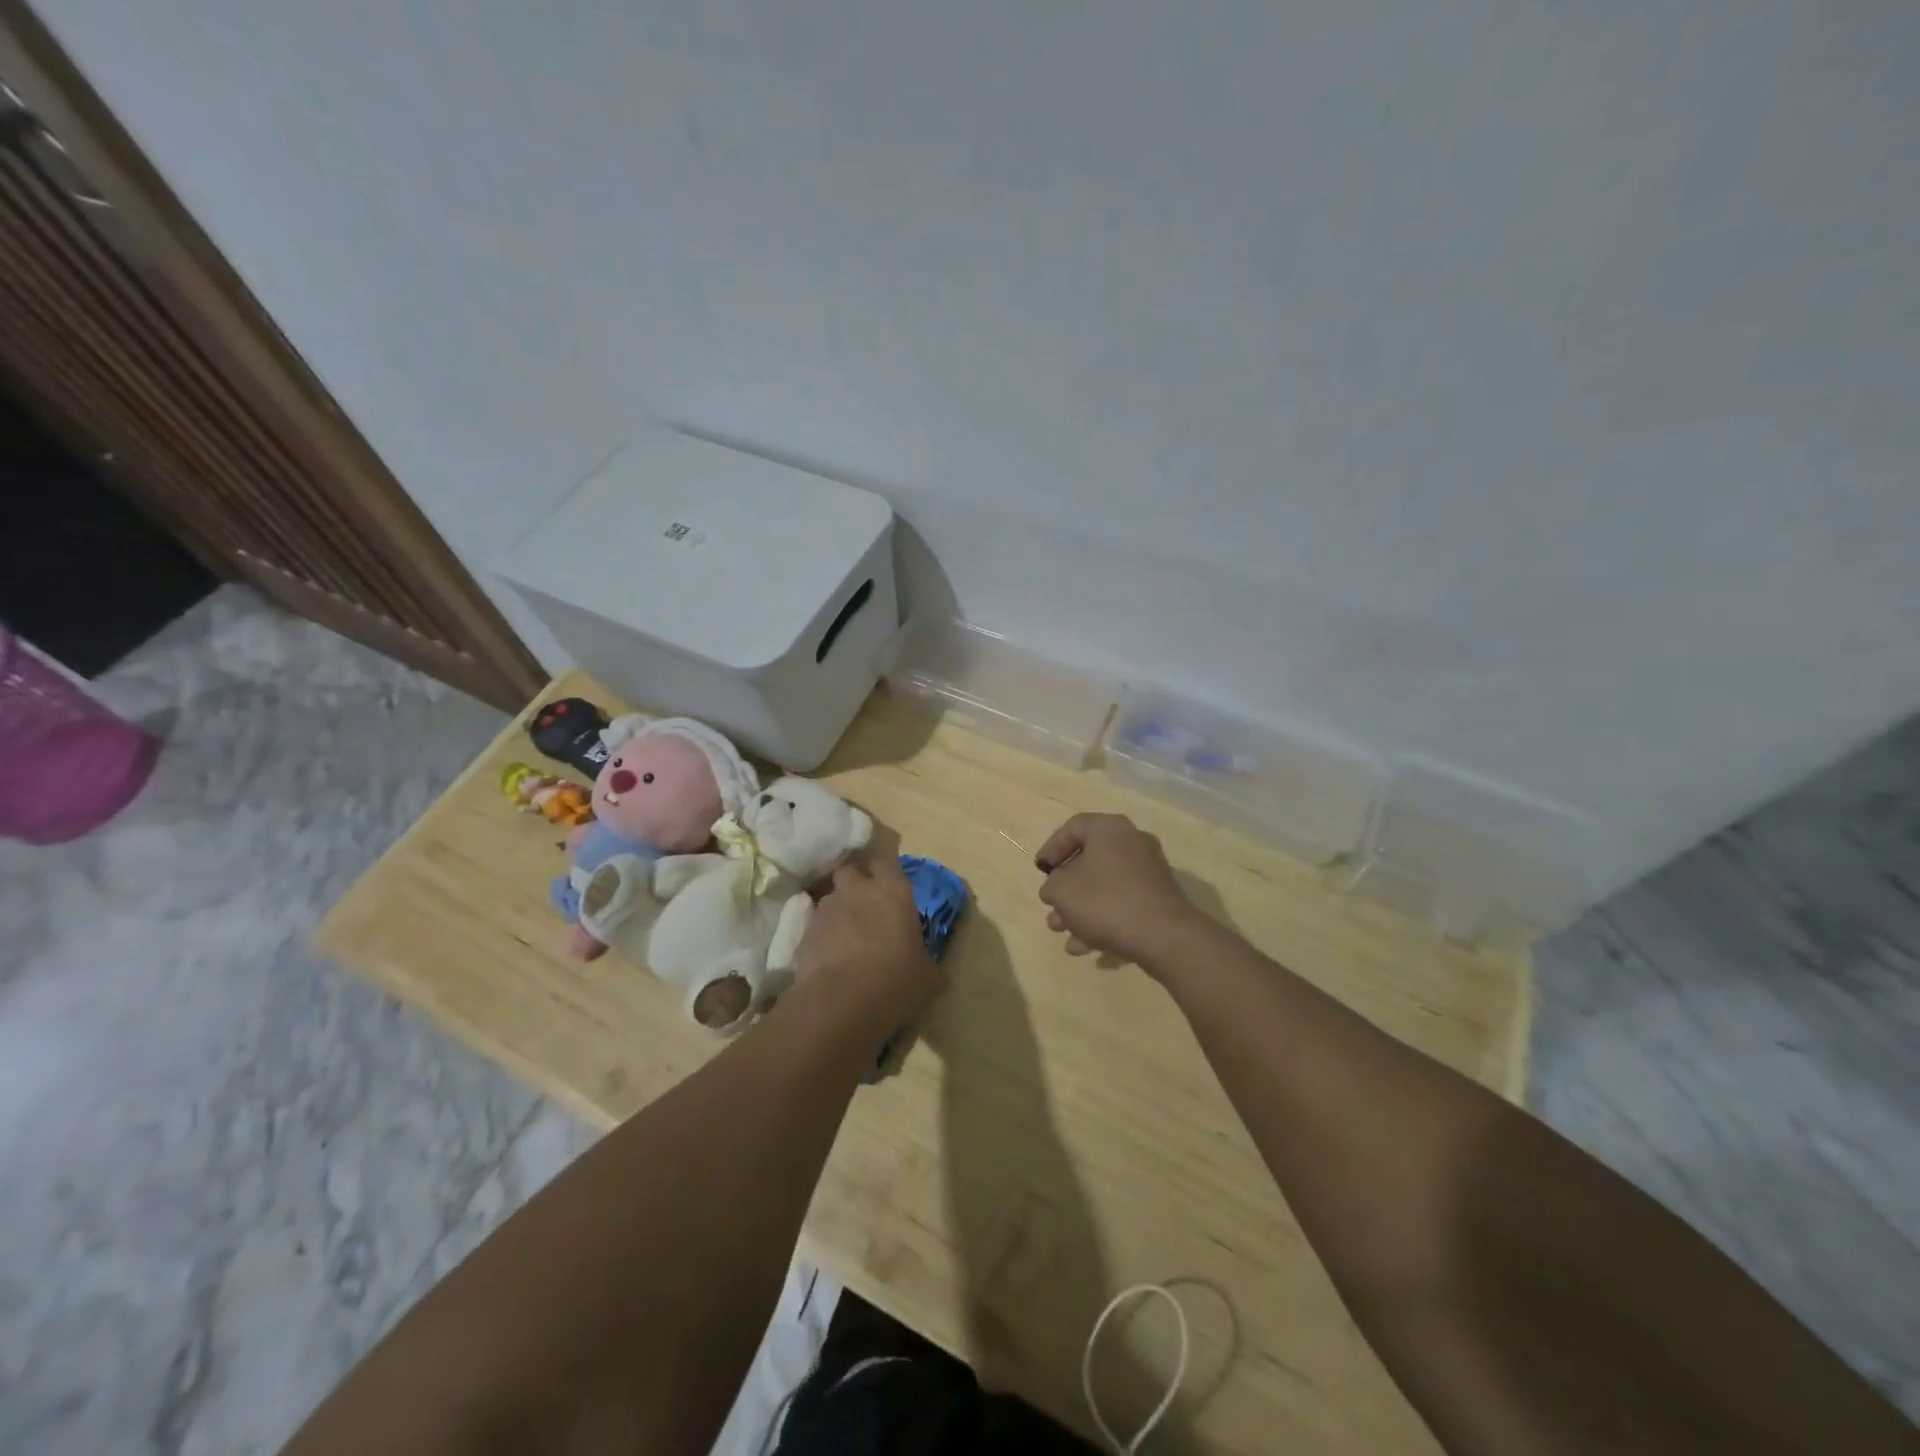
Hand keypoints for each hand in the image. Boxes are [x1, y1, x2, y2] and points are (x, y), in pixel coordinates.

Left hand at [794, 853, 941, 1024]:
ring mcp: (827, 908)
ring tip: (845, 938)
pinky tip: (829, 959)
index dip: (885, 870)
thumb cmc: (896, 982)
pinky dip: (821, 936)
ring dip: (838, 911)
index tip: (888, 885)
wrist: (841, 1004)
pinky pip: (815, 926)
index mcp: (893, 891)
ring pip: (831, 898)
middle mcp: (858, 890)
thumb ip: (926, 962)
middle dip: (855, 884)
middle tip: (864, 907)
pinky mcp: (804, 931)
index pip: (886, 860)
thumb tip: (930, 969)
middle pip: (851, 871)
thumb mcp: (927, 977)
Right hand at [1036, 813, 1200, 966]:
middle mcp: (1132, 843)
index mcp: (1109, 829)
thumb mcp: (1062, 891)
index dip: (1052, 848)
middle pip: (1090, 861)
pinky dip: (1103, 920)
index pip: (1073, 827)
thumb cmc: (1106, 901)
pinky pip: (1123, 904)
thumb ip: (1051, 885)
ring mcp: (1149, 872)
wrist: (1164, 936)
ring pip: (1105, 886)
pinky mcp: (1159, 900)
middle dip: (1066, 889)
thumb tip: (1057, 888)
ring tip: (1063, 934)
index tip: (1041, 871)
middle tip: (1052, 908)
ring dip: (1080, 910)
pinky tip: (1086, 947)